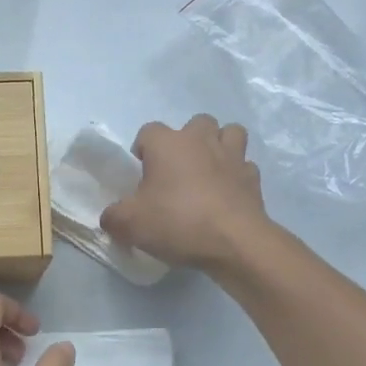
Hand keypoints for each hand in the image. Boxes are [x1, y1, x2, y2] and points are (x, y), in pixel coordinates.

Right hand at [101, 115, 270, 271]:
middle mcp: (201, 140)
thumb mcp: (129, 224)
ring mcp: (232, 156)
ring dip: (219, 146)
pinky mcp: (253, 178)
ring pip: (230, 133)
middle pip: (195, 123)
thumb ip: (113, 216)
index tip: (141, 174)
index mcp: (167, 144)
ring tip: (208, 171)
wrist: (234, 243)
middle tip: (176, 170)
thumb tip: (111, 216)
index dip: (142, 150)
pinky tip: (227, 194)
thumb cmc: (176, 223)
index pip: (148, 131)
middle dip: (186, 141)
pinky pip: (244, 166)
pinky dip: (236, 175)